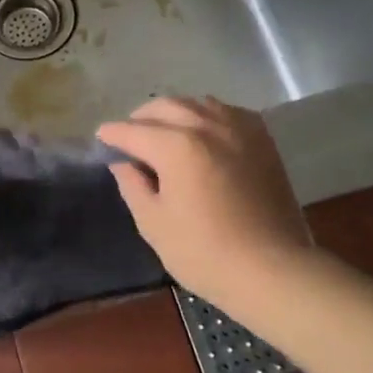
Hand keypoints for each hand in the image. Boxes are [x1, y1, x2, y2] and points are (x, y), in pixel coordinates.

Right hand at [98, 97, 311, 309]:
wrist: (272, 269)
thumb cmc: (204, 252)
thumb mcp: (154, 223)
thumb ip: (133, 186)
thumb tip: (123, 163)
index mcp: (176, 146)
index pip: (133, 131)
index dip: (112, 135)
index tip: (101, 139)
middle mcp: (207, 125)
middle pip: (165, 107)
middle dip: (141, 119)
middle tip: (129, 138)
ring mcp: (239, 129)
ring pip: (197, 103)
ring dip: (174, 112)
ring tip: (164, 132)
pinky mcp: (263, 140)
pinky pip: (228, 112)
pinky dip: (207, 116)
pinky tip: (203, 134)